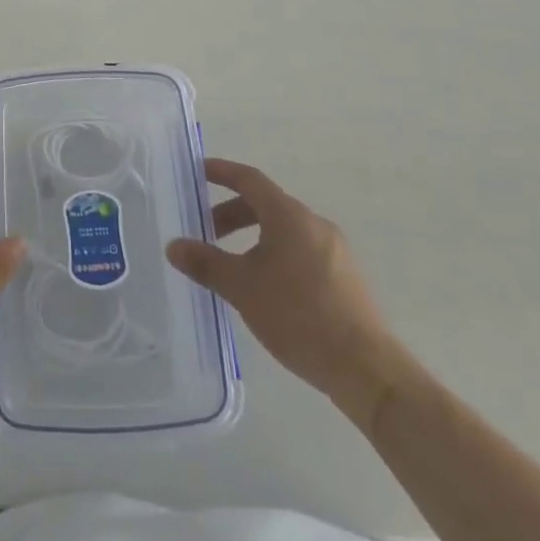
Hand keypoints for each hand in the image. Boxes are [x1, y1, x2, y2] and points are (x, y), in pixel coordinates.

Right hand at [166, 159, 401, 425]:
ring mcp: (335, 250)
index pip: (249, 179)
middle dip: (231, 214)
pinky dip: (275, 254)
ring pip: (284, 230)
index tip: (198, 172)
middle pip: (266, 205)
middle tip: (206, 232)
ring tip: (233, 266)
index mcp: (289, 216)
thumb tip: (173, 245)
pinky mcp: (345, 277)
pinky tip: (266, 288)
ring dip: (253, 237)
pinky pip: (301, 251)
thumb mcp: (242, 288)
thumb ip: (206, 263)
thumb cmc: (299, 316)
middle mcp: (314, 224)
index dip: (222, 172)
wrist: (366, 369)